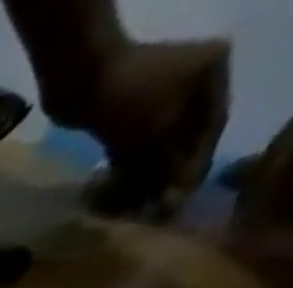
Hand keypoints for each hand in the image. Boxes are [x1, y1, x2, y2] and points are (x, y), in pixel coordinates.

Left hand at [77, 40, 229, 216]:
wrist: (79, 78)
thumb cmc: (128, 97)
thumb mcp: (155, 131)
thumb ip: (168, 162)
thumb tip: (178, 193)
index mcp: (213, 73)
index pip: (213, 125)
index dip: (196, 164)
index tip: (181, 196)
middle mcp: (191, 82)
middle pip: (182, 137)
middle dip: (167, 173)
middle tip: (155, 208)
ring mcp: (156, 98)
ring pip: (154, 145)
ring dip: (144, 176)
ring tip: (134, 208)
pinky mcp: (124, 115)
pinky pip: (131, 147)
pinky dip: (125, 169)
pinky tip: (116, 195)